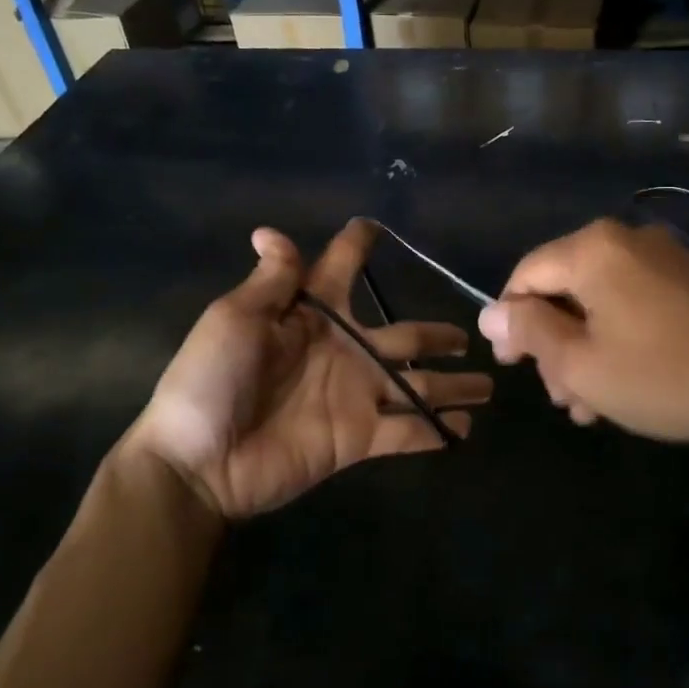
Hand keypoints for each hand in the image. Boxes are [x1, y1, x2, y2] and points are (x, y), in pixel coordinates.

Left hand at [123, 221, 490, 520]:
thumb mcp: (236, 319)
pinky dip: (436, 431)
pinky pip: (406, 432)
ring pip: (417, 384)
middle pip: (402, 335)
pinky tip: (467, 429)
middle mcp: (343, 351)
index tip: (375, 227)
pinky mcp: (359, 438)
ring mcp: (355, 396)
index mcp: (312, 316)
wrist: (199, 460)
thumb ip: (272, 282)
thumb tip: (271, 232)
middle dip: (435, 333)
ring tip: (488, 384)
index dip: (357, 247)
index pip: (340, 271)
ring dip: (452, 384)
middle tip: (470, 332)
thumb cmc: (212, 379)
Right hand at [478, 219, 688, 452]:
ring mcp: (665, 258)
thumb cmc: (663, 376)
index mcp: (593, 249)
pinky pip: (635, 304)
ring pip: (600, 303)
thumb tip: (490, 313)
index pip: (526, 275)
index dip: (510, 321)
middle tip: (560, 397)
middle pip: (565, 289)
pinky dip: (618, 340)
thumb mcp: (580, 363)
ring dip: (585, 351)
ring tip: (590, 405)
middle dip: (554, 345)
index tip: (512, 367)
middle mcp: (627, 240)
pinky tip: (623, 386)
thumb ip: (529, 332)